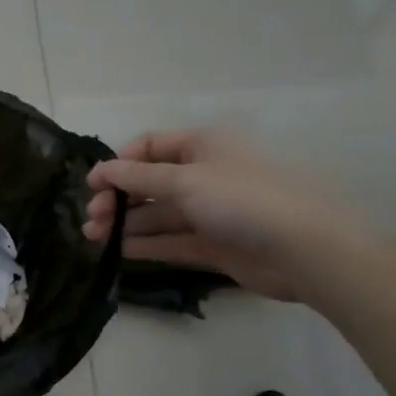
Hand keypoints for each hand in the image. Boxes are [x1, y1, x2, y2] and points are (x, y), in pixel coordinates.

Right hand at [82, 130, 367, 301]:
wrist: (302, 249)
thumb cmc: (241, 200)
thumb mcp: (183, 180)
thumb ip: (137, 177)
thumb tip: (102, 170)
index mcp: (202, 146)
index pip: (150, 146)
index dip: (119, 163)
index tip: (93, 186)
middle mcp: (205, 174)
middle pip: (150, 182)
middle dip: (118, 197)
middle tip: (92, 217)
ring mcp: (211, 211)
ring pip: (159, 213)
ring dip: (126, 222)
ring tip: (94, 236)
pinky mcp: (215, 243)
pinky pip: (173, 239)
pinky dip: (147, 243)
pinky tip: (119, 250)